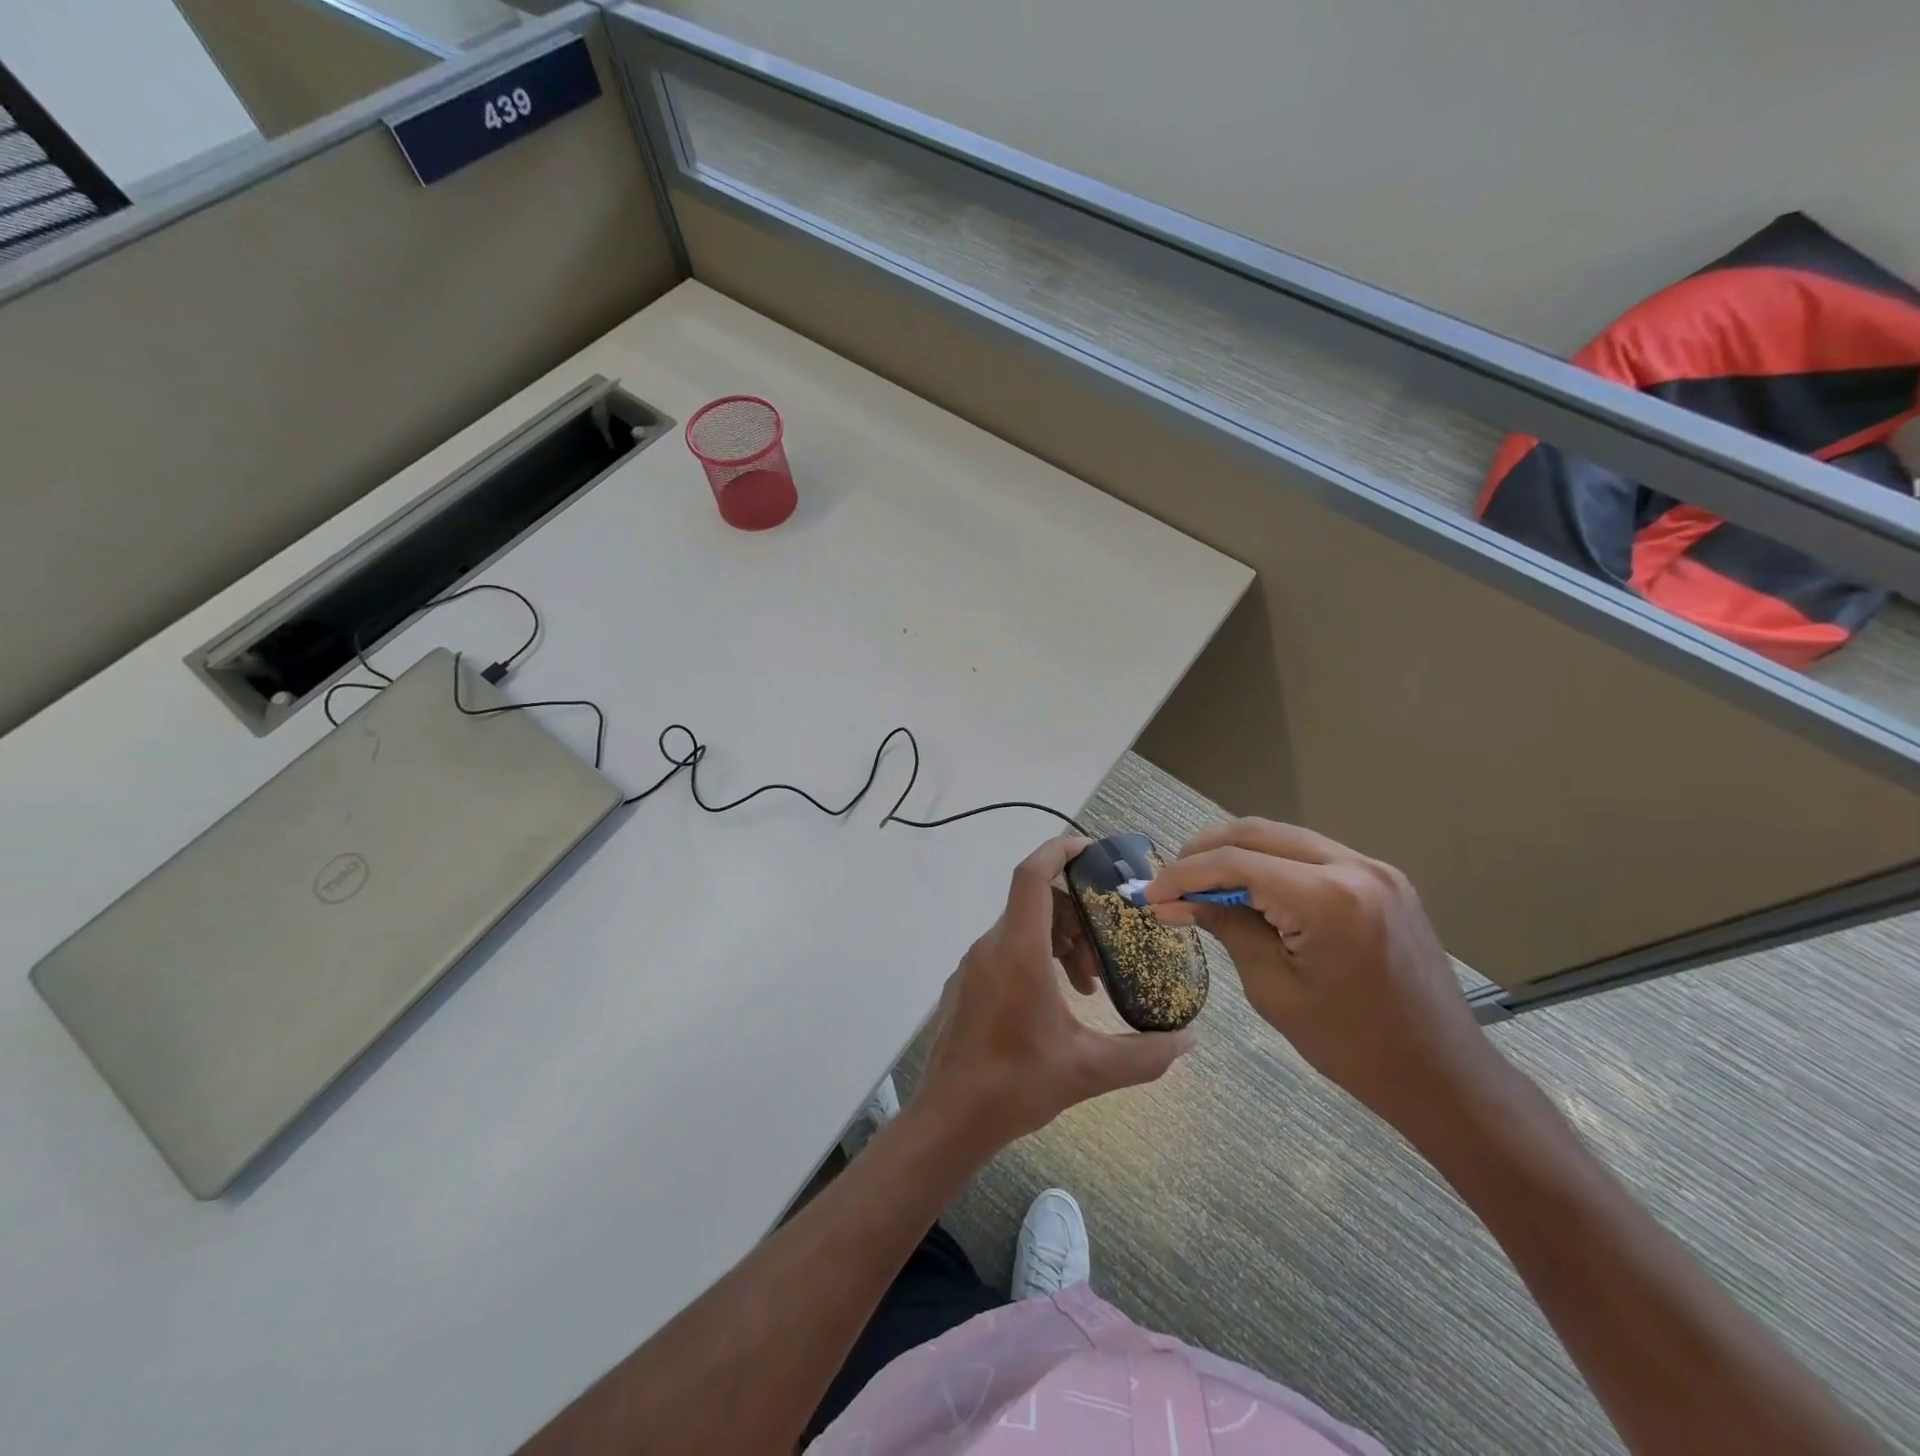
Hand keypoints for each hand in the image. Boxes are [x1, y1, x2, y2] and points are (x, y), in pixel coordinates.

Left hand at [915, 836, 1194, 1154]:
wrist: (949, 1119)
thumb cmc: (1016, 1085)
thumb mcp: (1088, 1070)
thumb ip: (1145, 1055)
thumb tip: (1188, 1041)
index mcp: (1017, 950)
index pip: (1032, 875)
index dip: (1059, 850)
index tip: (1090, 848)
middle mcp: (990, 946)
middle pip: (1036, 903)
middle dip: (1077, 916)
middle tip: (1107, 953)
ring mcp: (973, 966)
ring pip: (1022, 929)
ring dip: (1059, 943)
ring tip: (1088, 985)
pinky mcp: (965, 986)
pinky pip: (1005, 951)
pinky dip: (1036, 959)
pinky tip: (1056, 1002)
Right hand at [1144, 819, 1503, 1131]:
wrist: (1443, 1075)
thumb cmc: (1353, 1046)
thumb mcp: (1274, 989)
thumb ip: (1227, 928)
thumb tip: (1177, 901)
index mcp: (1329, 898)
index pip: (1236, 863)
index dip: (1184, 875)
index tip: (1151, 895)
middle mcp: (1354, 866)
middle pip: (1257, 833)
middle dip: (1205, 852)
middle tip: (1171, 883)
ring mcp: (1374, 869)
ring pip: (1284, 837)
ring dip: (1236, 853)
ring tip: (1201, 884)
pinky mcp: (1383, 880)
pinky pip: (1311, 854)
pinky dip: (1271, 863)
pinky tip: (1249, 888)